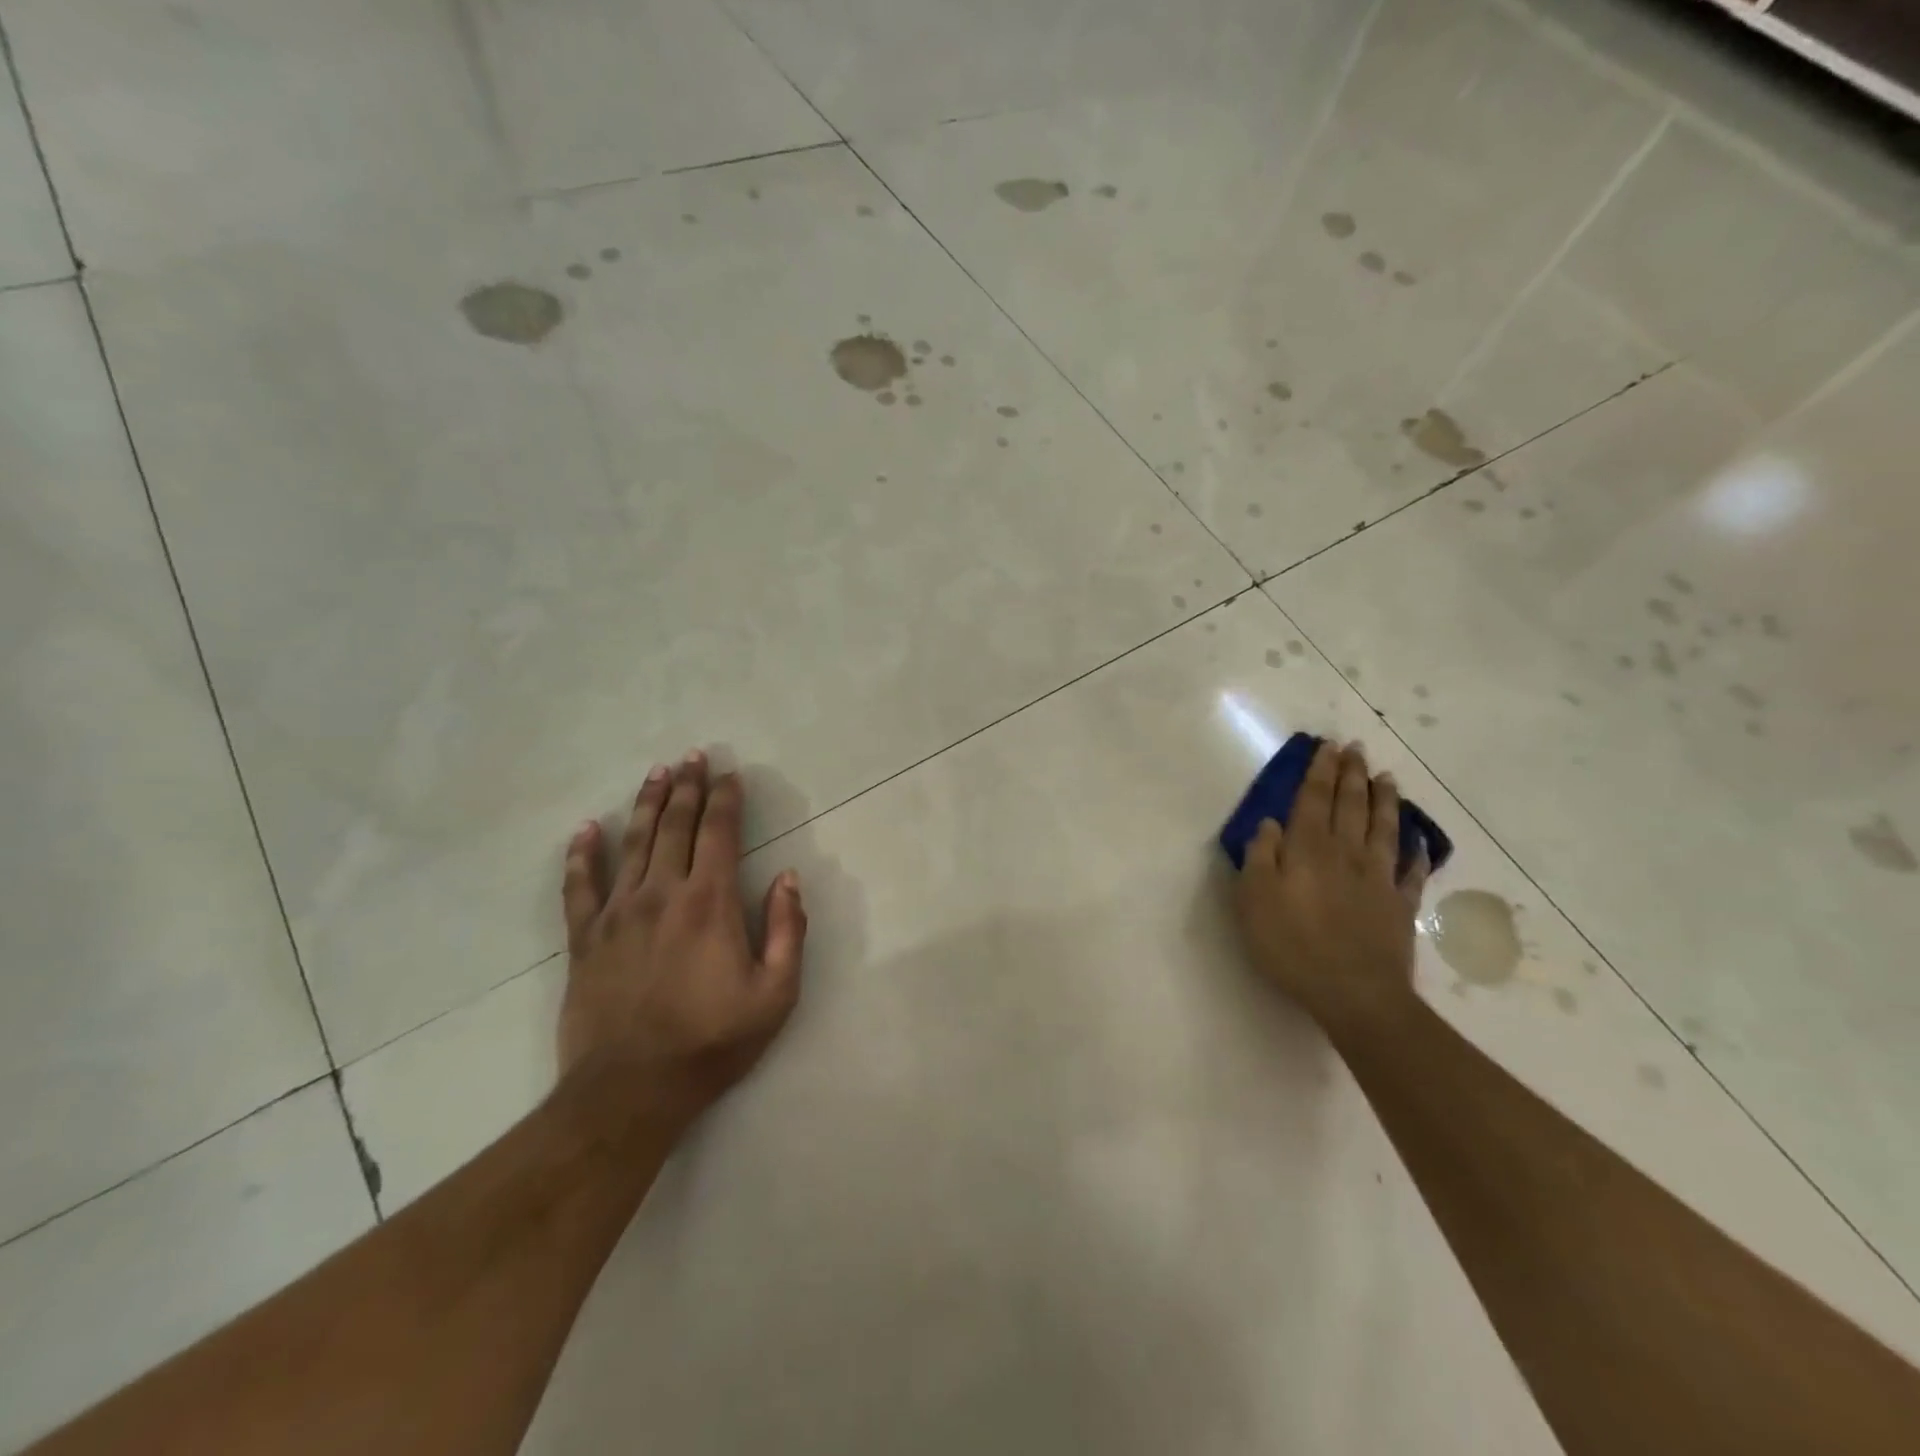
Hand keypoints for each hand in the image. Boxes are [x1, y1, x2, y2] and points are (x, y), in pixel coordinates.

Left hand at [557, 751, 806, 1132]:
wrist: (631, 1090)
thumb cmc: (712, 1042)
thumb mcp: (776, 994)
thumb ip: (789, 930)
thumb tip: (788, 878)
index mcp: (710, 902)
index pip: (719, 833)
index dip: (726, 799)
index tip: (730, 774)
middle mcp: (662, 893)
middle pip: (675, 826)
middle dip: (687, 787)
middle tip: (692, 756)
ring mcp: (617, 913)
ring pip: (633, 843)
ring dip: (647, 804)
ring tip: (656, 773)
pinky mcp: (584, 938)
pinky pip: (579, 885)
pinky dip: (582, 854)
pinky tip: (586, 829)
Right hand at [1232, 740, 1429, 1034]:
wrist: (1354, 993)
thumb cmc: (1292, 945)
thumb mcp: (1254, 900)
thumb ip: (1260, 857)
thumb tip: (1270, 824)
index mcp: (1307, 849)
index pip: (1313, 799)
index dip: (1320, 771)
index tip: (1327, 746)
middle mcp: (1345, 853)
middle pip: (1350, 805)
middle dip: (1351, 774)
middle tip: (1355, 748)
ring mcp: (1378, 878)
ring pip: (1383, 828)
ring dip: (1384, 800)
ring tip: (1386, 776)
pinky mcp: (1400, 904)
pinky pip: (1411, 869)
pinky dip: (1416, 849)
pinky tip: (1418, 838)